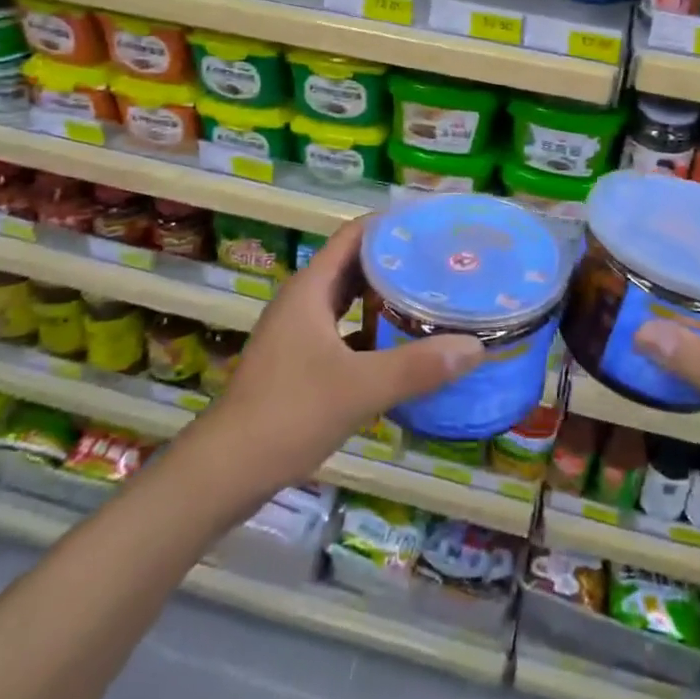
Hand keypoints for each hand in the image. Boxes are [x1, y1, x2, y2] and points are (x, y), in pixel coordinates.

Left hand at [200, 218, 483, 497]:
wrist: (224, 472)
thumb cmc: (288, 414)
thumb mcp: (359, 389)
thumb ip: (417, 366)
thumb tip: (475, 347)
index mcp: (311, 288)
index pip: (355, 234)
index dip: (391, 225)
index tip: (432, 226)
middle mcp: (303, 301)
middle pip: (354, 265)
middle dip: (395, 261)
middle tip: (441, 262)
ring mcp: (297, 332)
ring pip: (347, 300)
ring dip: (383, 297)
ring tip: (428, 297)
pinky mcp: (297, 362)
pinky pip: (342, 330)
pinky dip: (370, 331)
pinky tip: (398, 347)